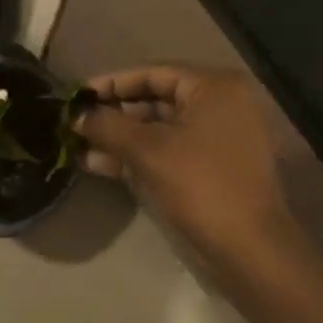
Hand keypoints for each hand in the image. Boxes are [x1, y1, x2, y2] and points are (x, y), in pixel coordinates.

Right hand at [73, 66, 297, 259]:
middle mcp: (219, 105)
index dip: (111, 83)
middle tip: (74, 122)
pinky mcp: (208, 168)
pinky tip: (96, 164)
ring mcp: (216, 138)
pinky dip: (135, 156)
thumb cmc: (201, 186)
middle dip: (113, 114)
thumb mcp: (148, 151)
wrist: (248, 249)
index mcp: (214, 88)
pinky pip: (166, 151)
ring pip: (157, 129)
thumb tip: (75, 115)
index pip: (153, 73)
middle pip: (155, 99)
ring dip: (118, 138)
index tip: (76, 95)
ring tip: (76, 145)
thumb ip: (108, 126)